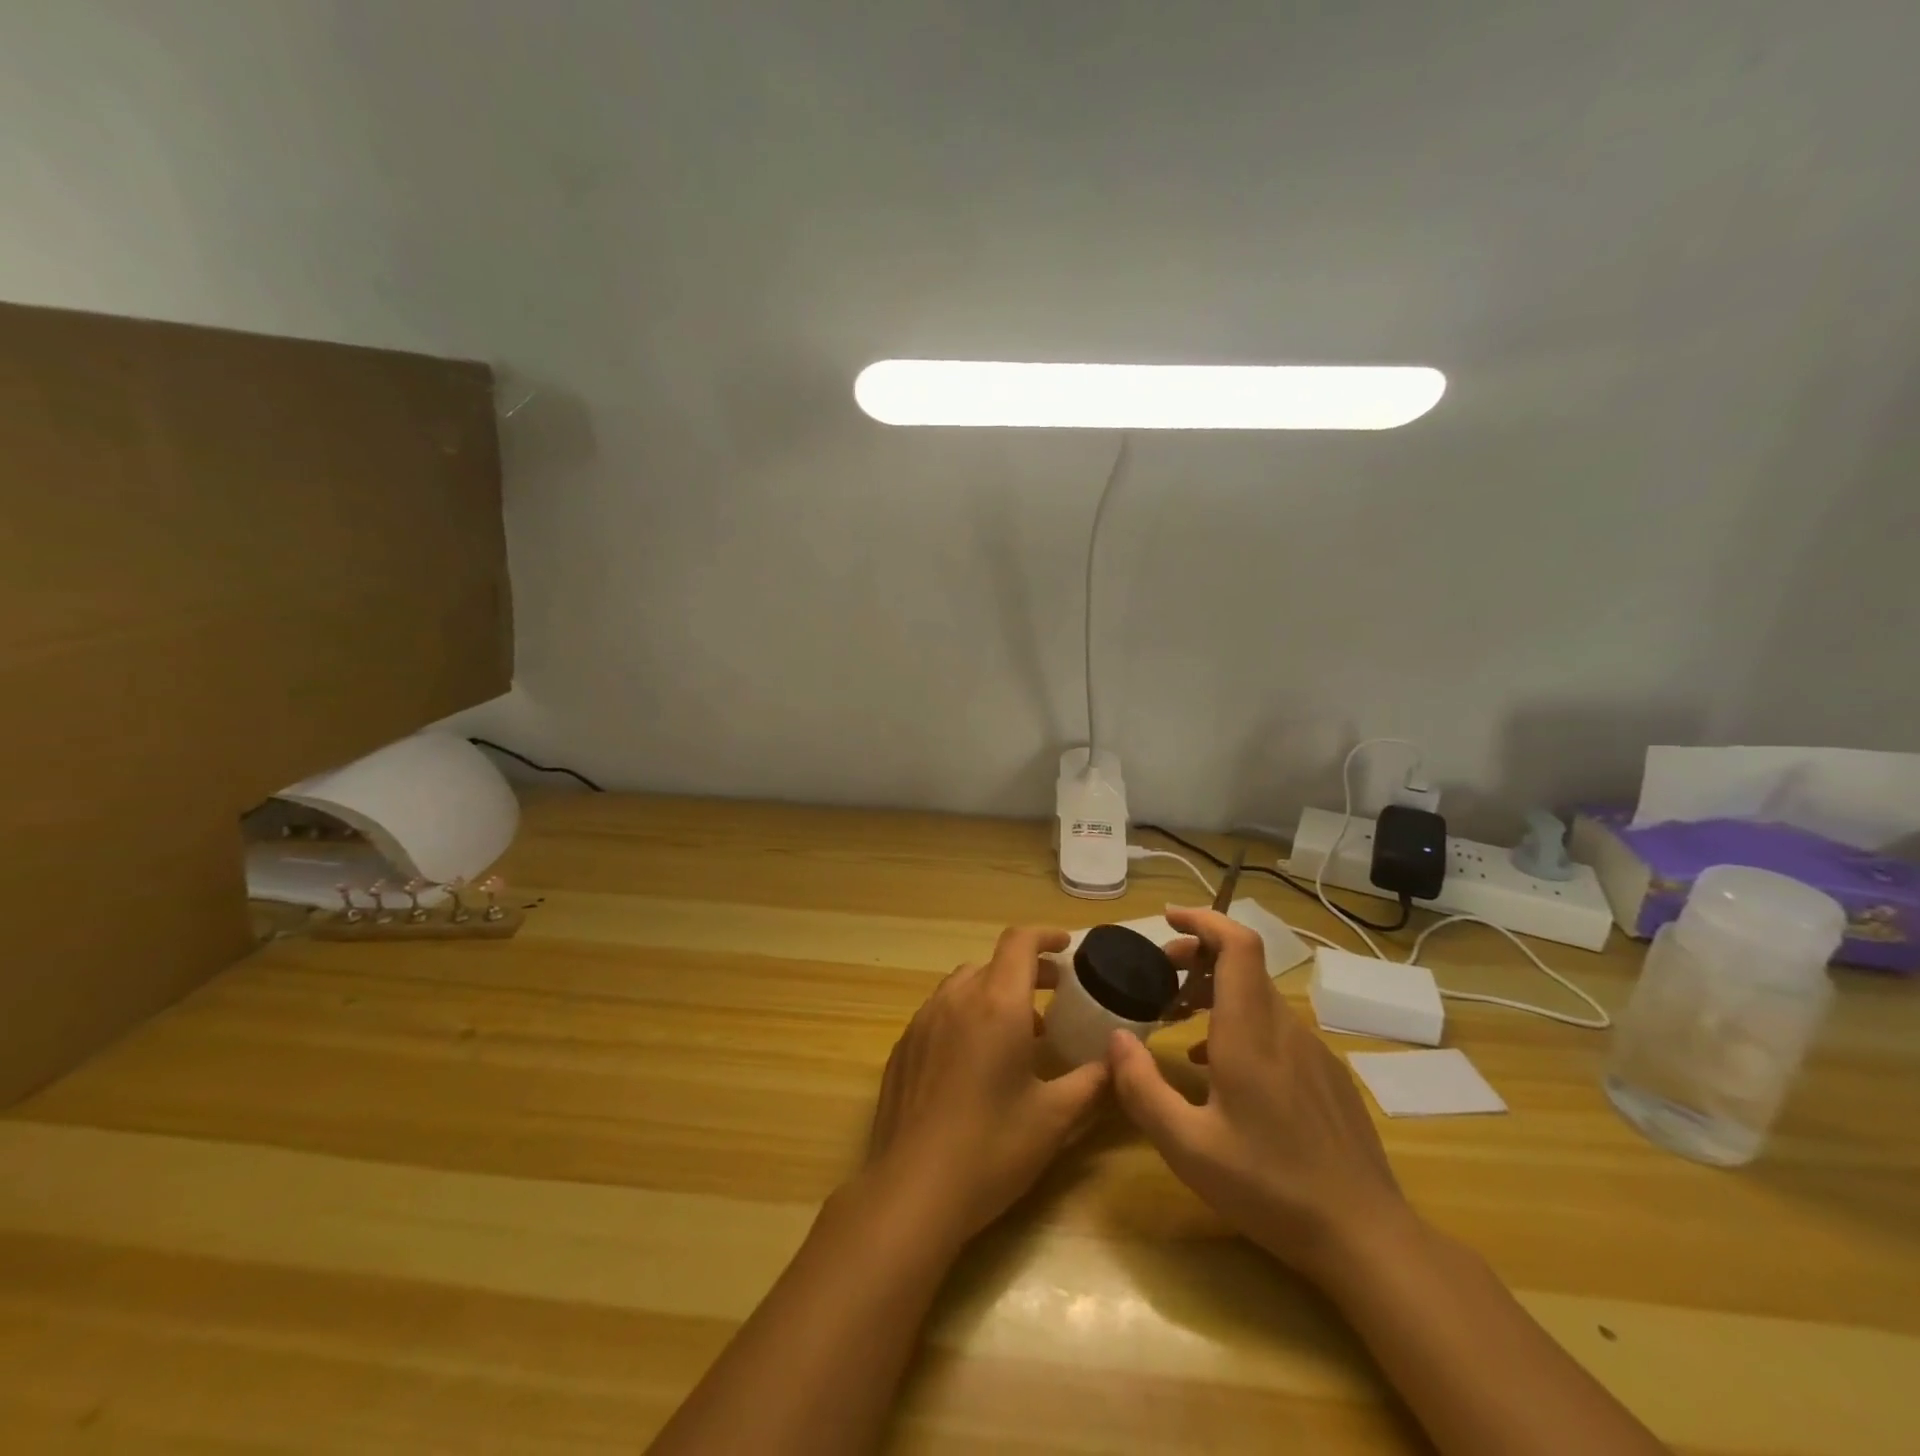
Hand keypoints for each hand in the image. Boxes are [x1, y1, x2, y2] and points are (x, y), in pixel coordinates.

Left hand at [863, 927, 1110, 1246]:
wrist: (911, 1191)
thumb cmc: (991, 1149)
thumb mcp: (1054, 1119)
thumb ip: (1091, 1082)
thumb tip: (1118, 1062)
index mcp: (997, 1004)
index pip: (1020, 942)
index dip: (1046, 936)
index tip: (1068, 947)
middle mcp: (956, 999)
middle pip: (993, 962)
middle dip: (1027, 970)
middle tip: (1055, 994)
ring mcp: (923, 1021)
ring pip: (963, 984)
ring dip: (994, 991)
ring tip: (1018, 1030)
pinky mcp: (903, 1046)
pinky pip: (940, 1011)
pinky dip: (966, 1013)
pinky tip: (975, 1058)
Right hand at [1108, 905, 1410, 1281]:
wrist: (1367, 1237)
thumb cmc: (1270, 1187)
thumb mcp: (1187, 1147)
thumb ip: (1142, 1088)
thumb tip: (1116, 1039)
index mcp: (1250, 1033)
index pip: (1237, 946)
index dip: (1204, 920)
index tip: (1168, 918)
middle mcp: (1285, 1028)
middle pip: (1243, 964)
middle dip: (1195, 956)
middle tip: (1158, 977)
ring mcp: (1313, 1051)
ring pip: (1258, 995)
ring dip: (1214, 990)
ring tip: (1178, 1018)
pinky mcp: (1327, 1075)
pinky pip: (1276, 1026)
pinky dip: (1240, 1020)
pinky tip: (1220, 1066)